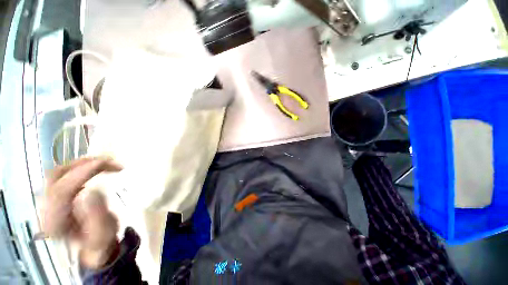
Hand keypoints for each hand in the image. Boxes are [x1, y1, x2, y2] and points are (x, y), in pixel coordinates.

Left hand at [43, 157, 122, 268]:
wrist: (92, 245)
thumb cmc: (100, 240)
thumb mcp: (103, 232)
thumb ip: (97, 215)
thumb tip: (92, 191)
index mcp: (54, 222)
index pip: (62, 190)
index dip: (82, 173)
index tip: (105, 163)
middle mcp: (45, 209)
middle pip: (56, 177)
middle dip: (82, 164)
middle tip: (107, 160)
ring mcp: (48, 201)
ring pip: (58, 173)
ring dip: (81, 163)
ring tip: (103, 162)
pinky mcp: (54, 196)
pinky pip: (62, 175)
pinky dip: (79, 167)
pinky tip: (93, 169)